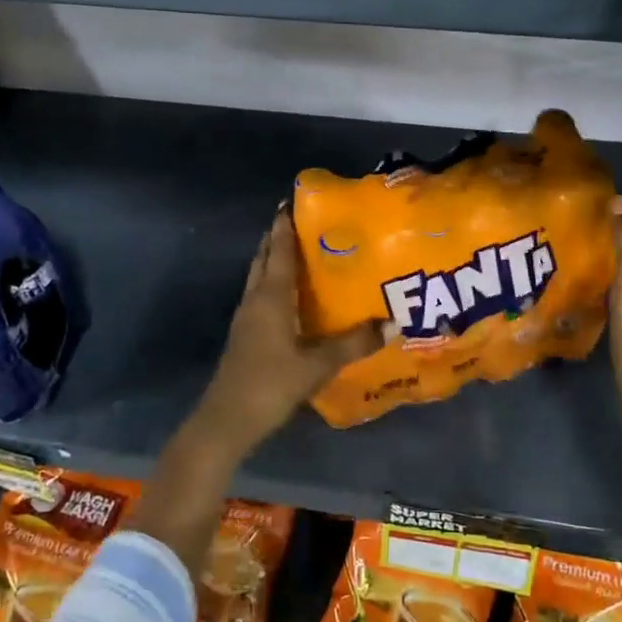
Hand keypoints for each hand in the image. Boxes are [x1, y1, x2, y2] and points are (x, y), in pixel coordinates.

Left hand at [195, 209, 383, 452]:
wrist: (227, 420)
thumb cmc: (271, 384)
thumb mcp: (318, 365)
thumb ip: (354, 343)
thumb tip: (394, 323)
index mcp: (270, 297)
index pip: (279, 250)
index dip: (285, 225)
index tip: (293, 201)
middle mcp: (255, 299)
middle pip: (264, 258)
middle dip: (278, 237)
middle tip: (300, 220)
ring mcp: (246, 317)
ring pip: (258, 277)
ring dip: (273, 259)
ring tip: (298, 250)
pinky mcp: (244, 335)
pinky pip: (259, 296)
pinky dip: (272, 283)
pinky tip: (289, 295)